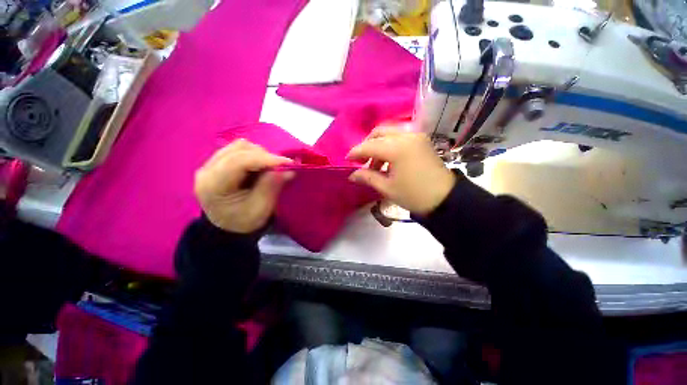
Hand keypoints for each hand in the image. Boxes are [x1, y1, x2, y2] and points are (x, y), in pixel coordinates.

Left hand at [194, 139, 292, 232]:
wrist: (227, 226)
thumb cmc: (244, 221)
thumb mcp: (260, 209)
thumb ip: (271, 187)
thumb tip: (286, 169)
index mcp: (213, 185)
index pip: (239, 161)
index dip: (266, 159)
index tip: (288, 163)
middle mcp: (207, 170)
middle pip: (239, 149)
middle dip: (265, 157)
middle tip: (280, 169)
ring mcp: (211, 164)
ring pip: (240, 146)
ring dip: (260, 155)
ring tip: (270, 169)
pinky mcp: (218, 162)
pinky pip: (239, 150)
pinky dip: (255, 156)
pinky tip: (260, 167)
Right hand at [347, 127, 454, 215]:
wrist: (445, 199)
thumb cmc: (414, 195)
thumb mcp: (387, 188)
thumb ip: (368, 177)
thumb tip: (352, 175)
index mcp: (397, 149)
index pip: (370, 146)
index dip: (356, 152)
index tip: (347, 159)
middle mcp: (407, 136)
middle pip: (379, 132)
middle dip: (367, 144)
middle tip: (361, 159)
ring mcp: (416, 136)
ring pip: (390, 132)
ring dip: (378, 144)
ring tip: (375, 164)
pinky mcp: (422, 140)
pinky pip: (400, 136)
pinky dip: (390, 144)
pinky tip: (388, 159)